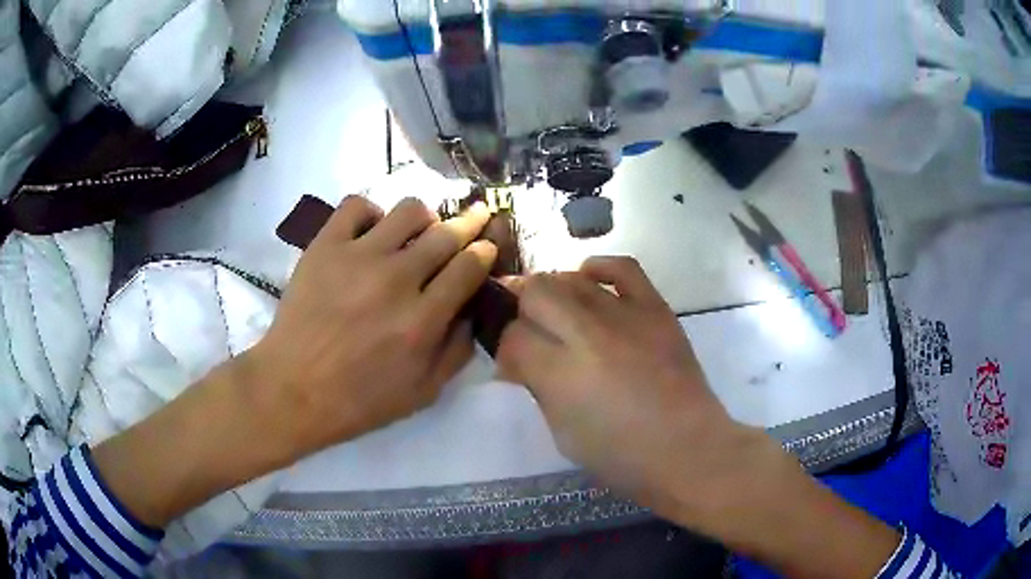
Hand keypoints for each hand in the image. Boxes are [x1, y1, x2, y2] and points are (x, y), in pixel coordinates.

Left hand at [247, 196, 496, 457]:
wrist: (292, 389)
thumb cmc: (359, 399)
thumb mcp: (423, 393)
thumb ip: (458, 350)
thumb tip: (474, 309)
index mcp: (423, 320)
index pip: (469, 266)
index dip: (486, 250)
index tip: (488, 246)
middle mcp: (396, 280)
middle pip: (447, 233)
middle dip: (471, 221)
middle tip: (476, 216)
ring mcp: (358, 257)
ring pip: (409, 210)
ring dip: (425, 217)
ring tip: (419, 230)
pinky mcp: (325, 246)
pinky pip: (357, 205)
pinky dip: (371, 212)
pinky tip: (371, 232)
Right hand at [496, 257, 775, 524]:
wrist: (687, 449)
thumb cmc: (621, 456)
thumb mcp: (562, 434)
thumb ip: (538, 389)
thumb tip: (521, 363)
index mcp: (562, 373)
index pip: (513, 337)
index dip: (506, 350)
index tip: (514, 364)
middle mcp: (589, 334)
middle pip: (536, 292)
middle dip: (522, 311)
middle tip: (531, 333)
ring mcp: (626, 316)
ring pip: (571, 278)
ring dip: (554, 294)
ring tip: (558, 313)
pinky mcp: (656, 308)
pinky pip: (623, 268)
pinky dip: (600, 268)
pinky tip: (589, 279)